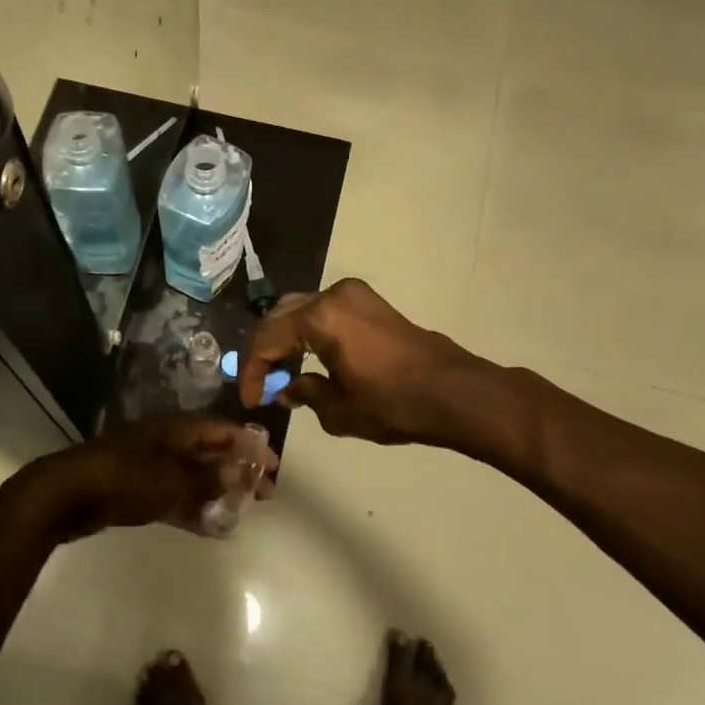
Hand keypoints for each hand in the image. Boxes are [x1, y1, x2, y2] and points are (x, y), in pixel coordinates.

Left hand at [7, 415, 276, 543]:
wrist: (67, 493)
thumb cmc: (125, 479)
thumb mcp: (173, 480)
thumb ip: (207, 480)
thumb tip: (236, 476)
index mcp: (177, 429)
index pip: (224, 430)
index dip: (251, 445)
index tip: (274, 466)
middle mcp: (166, 441)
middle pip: (210, 452)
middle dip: (238, 470)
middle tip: (263, 494)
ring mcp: (150, 464)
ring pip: (193, 475)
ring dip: (217, 491)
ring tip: (242, 511)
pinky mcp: (136, 487)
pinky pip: (174, 495)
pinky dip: (193, 507)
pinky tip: (210, 526)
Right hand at [238, 278, 485, 445]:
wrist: (454, 392)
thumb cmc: (393, 403)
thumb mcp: (338, 409)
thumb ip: (304, 393)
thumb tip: (288, 389)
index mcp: (319, 318)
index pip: (266, 340)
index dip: (252, 372)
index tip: (251, 401)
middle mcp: (332, 296)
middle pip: (279, 318)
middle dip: (265, 352)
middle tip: (261, 385)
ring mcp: (353, 295)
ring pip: (300, 311)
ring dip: (286, 341)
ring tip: (283, 376)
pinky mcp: (369, 302)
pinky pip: (323, 312)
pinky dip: (308, 333)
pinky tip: (308, 360)